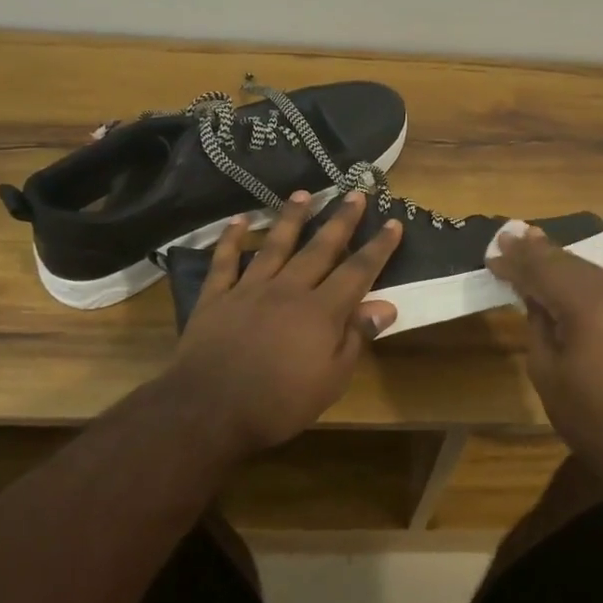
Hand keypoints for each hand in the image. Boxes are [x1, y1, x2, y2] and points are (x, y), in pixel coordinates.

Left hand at [166, 189, 401, 455]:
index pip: (357, 271)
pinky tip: (239, 220)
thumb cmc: (279, 403)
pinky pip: (225, 261)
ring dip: (292, 217)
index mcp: (321, 311)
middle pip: (320, 248)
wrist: (209, 410)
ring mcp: (249, 289)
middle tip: (355, 192)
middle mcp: (288, 289)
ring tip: (304, 193)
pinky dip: (231, 239)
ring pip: (275, 244)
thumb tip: (386, 305)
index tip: (393, 222)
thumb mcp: (331, 380)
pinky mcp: (217, 297)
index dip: (377, 247)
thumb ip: (356, 338)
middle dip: (340, 220)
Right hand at [487, 227, 602, 468]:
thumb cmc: (592, 419)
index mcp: (589, 307)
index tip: (493, 252)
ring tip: (534, 244)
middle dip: (538, 251)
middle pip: (571, 264)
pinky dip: (583, 281)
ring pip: (592, 274)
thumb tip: (536, 300)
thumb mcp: (548, 374)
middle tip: (511, 235)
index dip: (517, 261)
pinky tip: (568, 280)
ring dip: (561, 262)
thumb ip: (539, 327)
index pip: (545, 271)